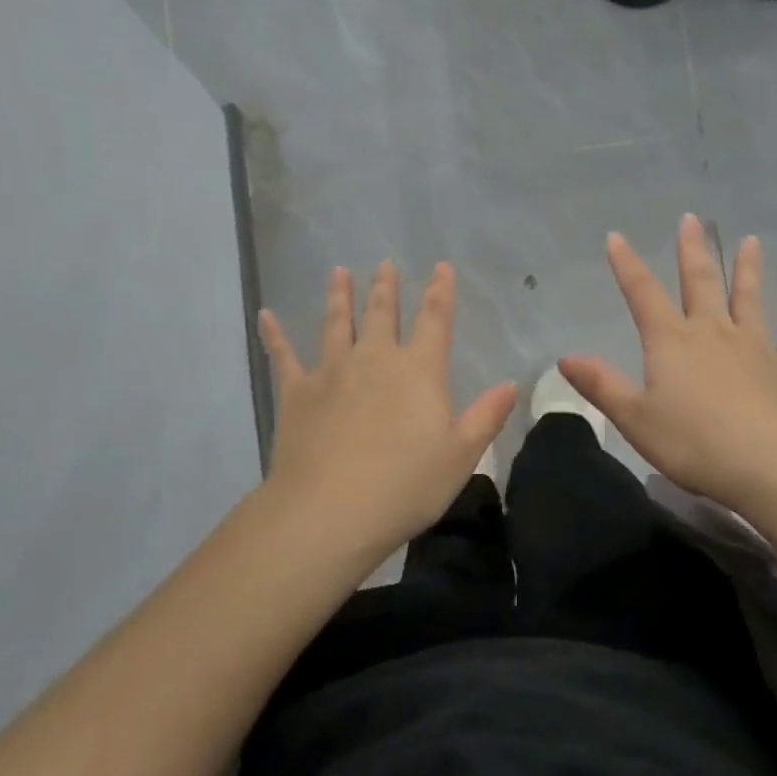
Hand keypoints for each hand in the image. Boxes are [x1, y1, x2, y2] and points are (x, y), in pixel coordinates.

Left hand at [258, 260, 517, 560]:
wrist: (330, 511)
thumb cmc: (405, 486)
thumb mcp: (460, 456)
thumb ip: (486, 416)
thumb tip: (510, 384)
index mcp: (418, 372)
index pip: (434, 321)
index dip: (440, 292)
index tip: (440, 267)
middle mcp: (375, 360)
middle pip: (382, 314)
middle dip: (386, 288)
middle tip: (384, 264)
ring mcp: (332, 372)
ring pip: (337, 324)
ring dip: (339, 297)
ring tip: (339, 273)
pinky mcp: (296, 393)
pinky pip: (283, 356)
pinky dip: (274, 335)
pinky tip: (265, 316)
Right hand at [559, 215, 776, 508]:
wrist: (774, 465)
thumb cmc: (695, 442)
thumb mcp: (635, 418)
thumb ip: (602, 385)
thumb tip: (565, 357)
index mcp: (672, 341)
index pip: (643, 294)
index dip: (627, 265)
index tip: (616, 236)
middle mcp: (713, 333)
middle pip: (700, 283)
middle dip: (692, 251)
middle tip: (691, 219)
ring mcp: (754, 348)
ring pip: (748, 300)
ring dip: (747, 270)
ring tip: (751, 242)